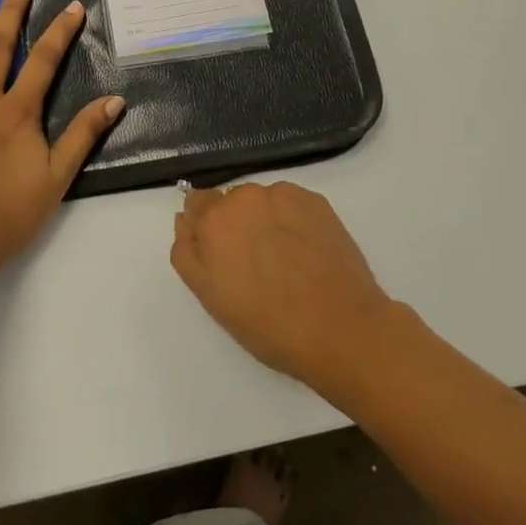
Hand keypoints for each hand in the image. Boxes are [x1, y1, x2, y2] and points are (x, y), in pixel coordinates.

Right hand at [170, 183, 393, 392]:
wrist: (341, 328)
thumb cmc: (268, 323)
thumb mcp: (210, 297)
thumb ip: (187, 253)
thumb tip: (185, 220)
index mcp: (214, 219)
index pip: (196, 204)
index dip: (205, 228)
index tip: (220, 254)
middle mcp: (246, 196)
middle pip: (230, 202)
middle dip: (235, 225)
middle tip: (253, 265)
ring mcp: (285, 195)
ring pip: (262, 201)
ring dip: (264, 220)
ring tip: (284, 261)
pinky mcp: (317, 202)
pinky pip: (291, 204)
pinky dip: (292, 221)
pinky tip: (305, 252)